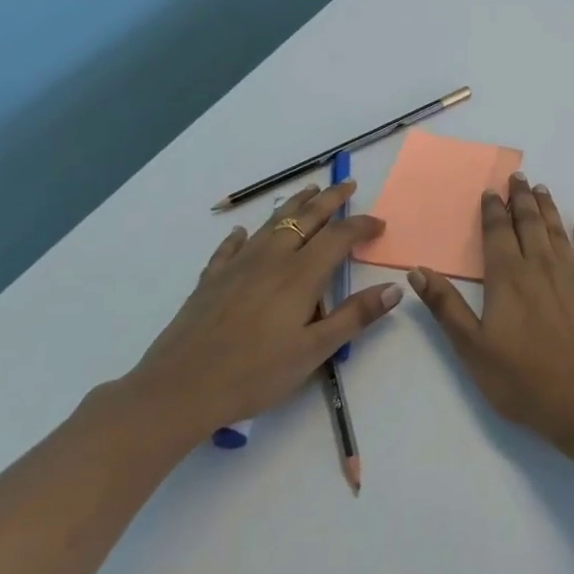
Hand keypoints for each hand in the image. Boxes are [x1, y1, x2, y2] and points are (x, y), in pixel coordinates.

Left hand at [124, 182, 401, 440]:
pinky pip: (229, 248)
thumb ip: (355, 316)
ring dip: (293, 205)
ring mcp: (237, 267)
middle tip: (347, 184)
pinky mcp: (210, 280)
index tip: (380, 224)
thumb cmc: (254, 373)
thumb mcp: (314, 351)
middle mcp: (271, 259)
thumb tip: (394, 288)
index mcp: (301, 275)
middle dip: (330, 199)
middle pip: (306, 218)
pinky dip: (241, 237)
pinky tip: (241, 233)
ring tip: (308, 191)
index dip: (362, 226)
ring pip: (271, 224)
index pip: (339, 236)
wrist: (178, 389)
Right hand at [407, 173, 573, 440]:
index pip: (497, 233)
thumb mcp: (471, 347)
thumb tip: (418, 269)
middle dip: (521, 198)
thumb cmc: (521, 378)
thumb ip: (446, 306)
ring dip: (548, 207)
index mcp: (506, 277)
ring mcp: (571, 273)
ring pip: (557, 230)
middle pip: (529, 222)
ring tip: (542, 189)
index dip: (493, 210)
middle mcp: (539, 265)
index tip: (491, 191)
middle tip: (518, 177)